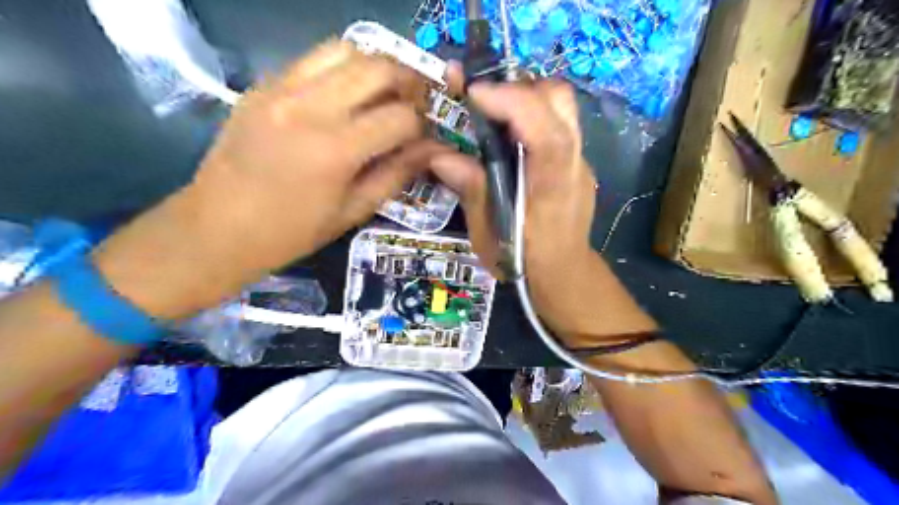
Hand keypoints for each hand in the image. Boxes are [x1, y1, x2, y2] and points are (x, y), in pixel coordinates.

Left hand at [92, 44, 448, 318]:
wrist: (217, 227)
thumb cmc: (292, 232)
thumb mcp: (353, 210)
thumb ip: (397, 173)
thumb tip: (433, 149)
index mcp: (336, 149)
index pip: (401, 117)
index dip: (422, 127)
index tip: (424, 139)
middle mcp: (310, 107)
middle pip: (379, 67)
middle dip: (409, 82)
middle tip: (415, 104)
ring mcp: (281, 88)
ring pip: (345, 49)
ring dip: (375, 67)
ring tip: (382, 93)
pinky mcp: (263, 84)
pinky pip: (313, 59)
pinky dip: (341, 69)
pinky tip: (345, 95)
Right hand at [429, 80, 654, 346]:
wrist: (563, 274)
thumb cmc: (522, 259)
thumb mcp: (487, 231)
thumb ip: (470, 187)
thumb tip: (438, 155)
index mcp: (549, 181)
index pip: (542, 125)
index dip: (508, 99)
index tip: (471, 92)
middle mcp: (572, 161)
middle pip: (559, 98)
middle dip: (518, 87)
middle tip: (485, 101)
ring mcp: (579, 159)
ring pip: (562, 106)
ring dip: (526, 98)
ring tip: (496, 114)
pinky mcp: (576, 163)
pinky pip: (559, 123)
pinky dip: (533, 116)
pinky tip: (512, 138)